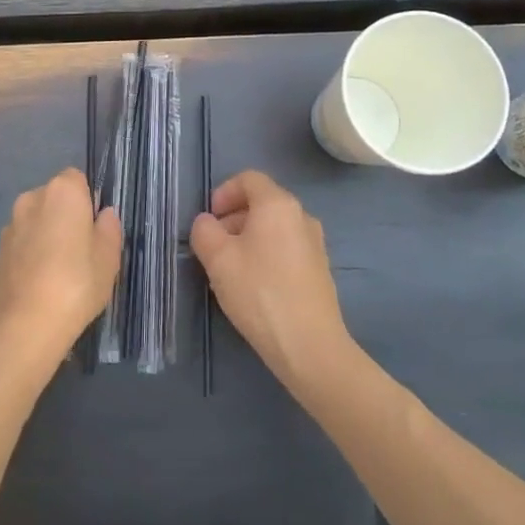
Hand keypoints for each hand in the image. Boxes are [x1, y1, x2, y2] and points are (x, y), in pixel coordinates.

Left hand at [0, 169, 122, 360]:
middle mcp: (31, 199)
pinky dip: (30, 254)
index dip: (87, 201)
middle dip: (65, 216)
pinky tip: (39, 283)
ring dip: (46, 235)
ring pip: (35, 221)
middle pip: (54, 199)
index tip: (94, 229)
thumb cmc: (76, 284)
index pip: (77, 179)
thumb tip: (104, 214)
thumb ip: (109, 229)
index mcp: (62, 192)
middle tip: (81, 252)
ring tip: (59, 272)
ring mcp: (10, 225)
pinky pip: (21, 243)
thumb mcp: (108, 259)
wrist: (24, 325)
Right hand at [190, 170, 353, 387]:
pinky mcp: (320, 270)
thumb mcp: (218, 258)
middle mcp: (302, 216)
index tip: (210, 220)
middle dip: (233, 218)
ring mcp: (315, 244)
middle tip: (214, 246)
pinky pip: (286, 249)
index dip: (223, 192)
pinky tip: (254, 286)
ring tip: (231, 269)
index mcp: (278, 205)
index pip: (249, 179)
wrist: (309, 345)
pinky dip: (266, 255)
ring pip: (274, 228)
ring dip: (248, 238)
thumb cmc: (259, 292)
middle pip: (262, 203)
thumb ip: (204, 231)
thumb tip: (207, 223)